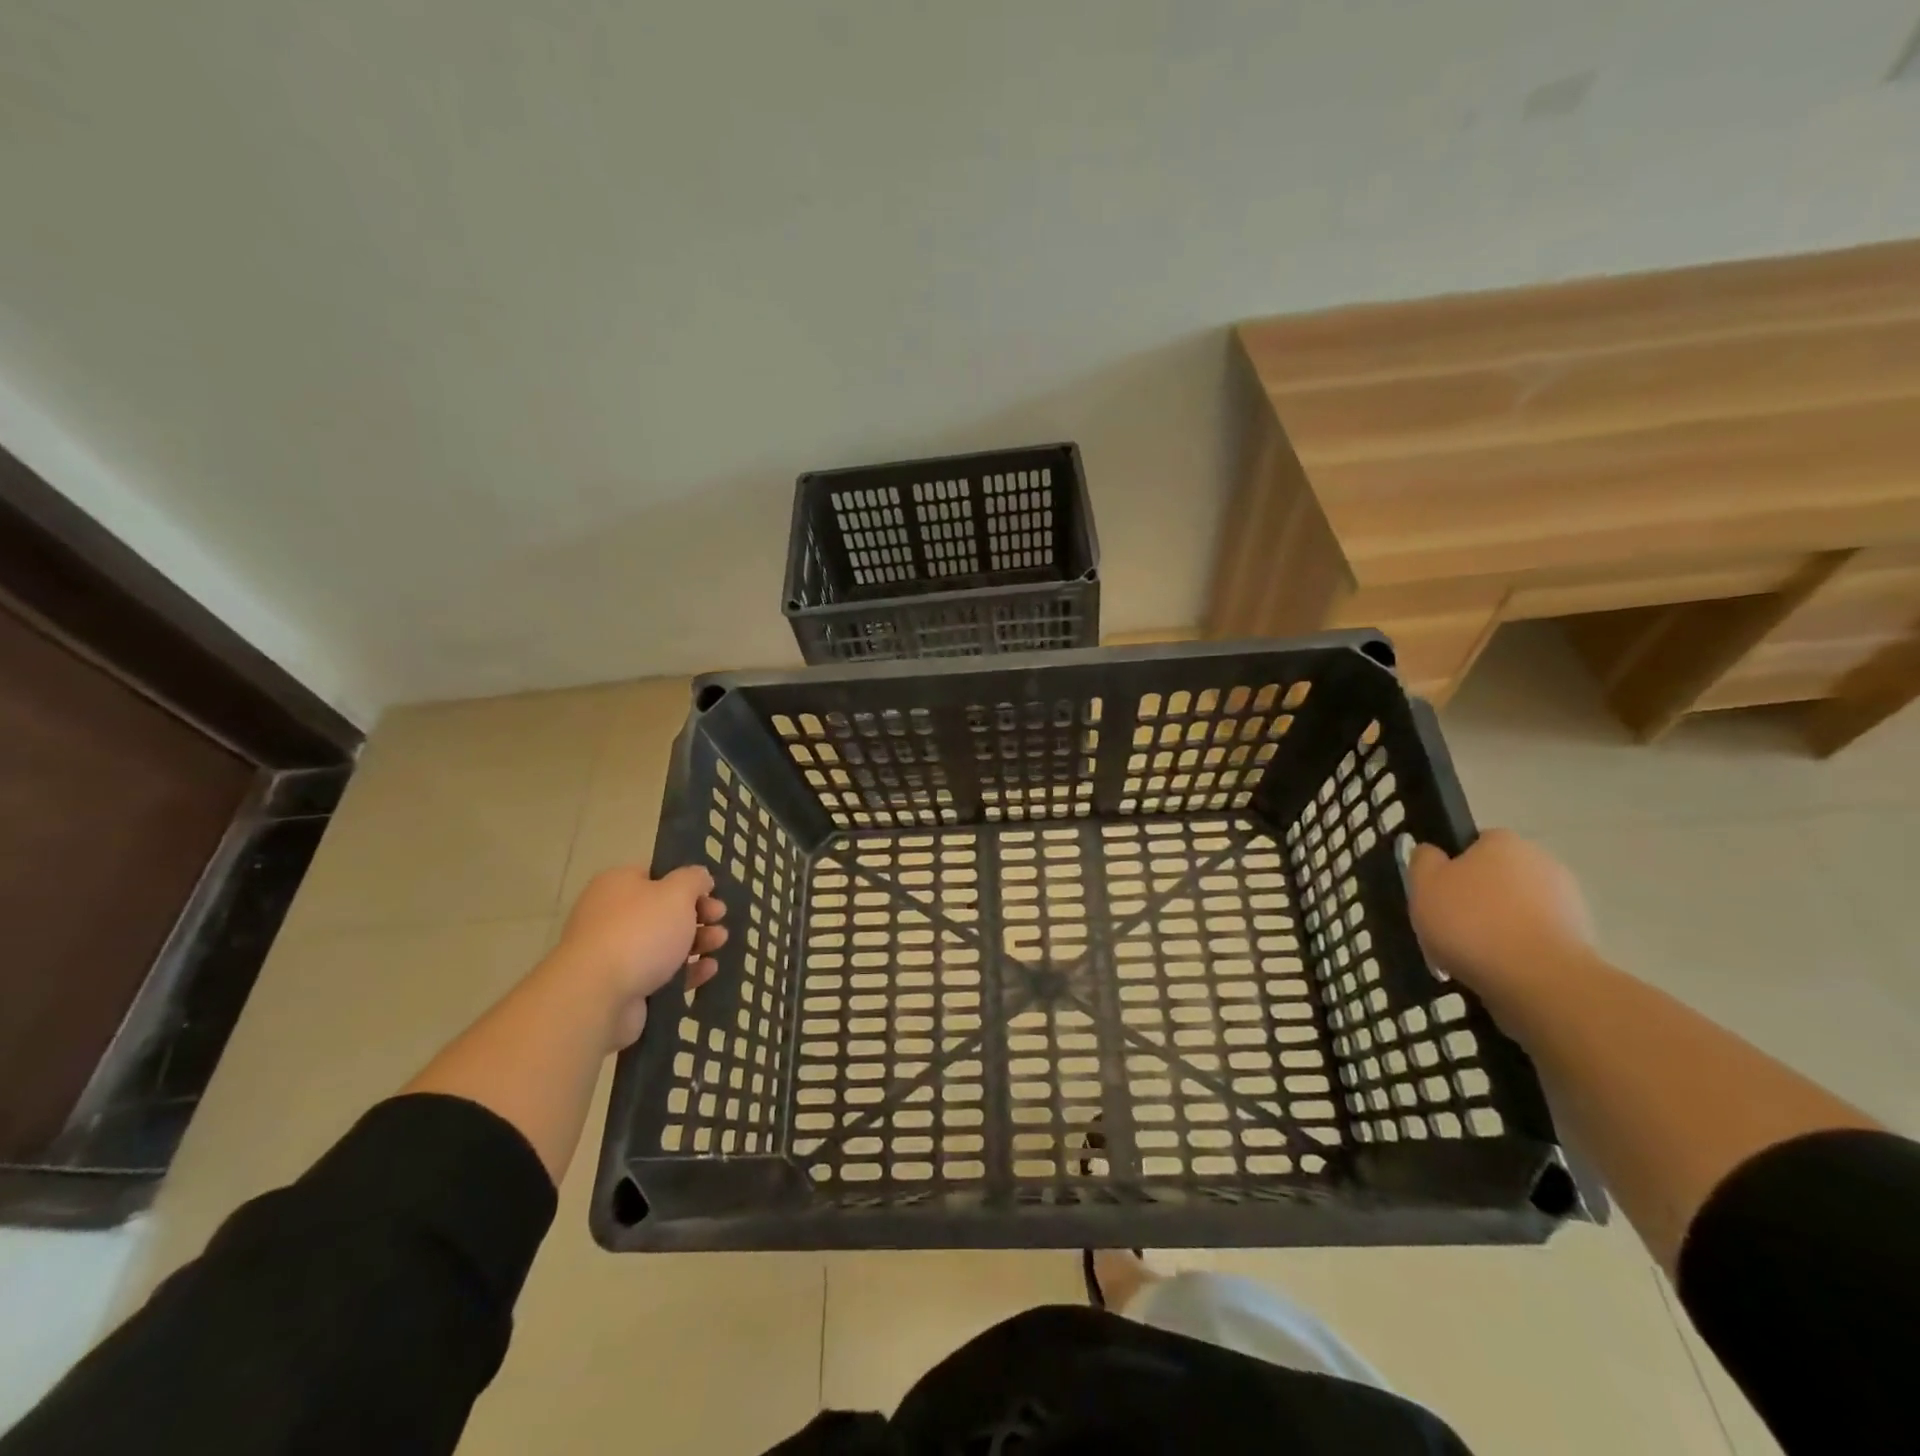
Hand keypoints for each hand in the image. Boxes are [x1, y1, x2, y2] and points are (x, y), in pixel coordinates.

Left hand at [555, 864, 726, 1048]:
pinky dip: (686, 971)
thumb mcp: (677, 893)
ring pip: (664, 943)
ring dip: (697, 941)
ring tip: (719, 943)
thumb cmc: (640, 932)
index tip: (711, 892)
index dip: (687, 883)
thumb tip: (699, 877)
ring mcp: (615, 953)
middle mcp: (612, 915)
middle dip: (697, 914)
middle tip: (719, 917)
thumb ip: (693, 880)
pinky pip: (661, 974)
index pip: (656, 876)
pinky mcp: (622, 987)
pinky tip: (709, 970)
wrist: (597, 996)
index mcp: (618, 884)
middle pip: (663, 911)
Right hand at [1407, 830, 1592, 1001]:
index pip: (1474, 844)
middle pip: (1497, 877)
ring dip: (1498, 926)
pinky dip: (1517, 950)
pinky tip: (1498, 969)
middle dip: (1476, 898)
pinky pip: (1535, 938)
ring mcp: (1567, 901)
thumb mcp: (1424, 884)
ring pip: (1516, 909)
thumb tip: (1432, 853)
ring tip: (1470, 955)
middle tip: (1449, 925)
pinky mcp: (1579, 939)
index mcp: (1504, 842)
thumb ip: (1424, 860)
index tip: (1438, 893)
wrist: (1539, 979)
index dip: (1453, 867)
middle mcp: (1542, 862)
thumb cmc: (1471, 921)